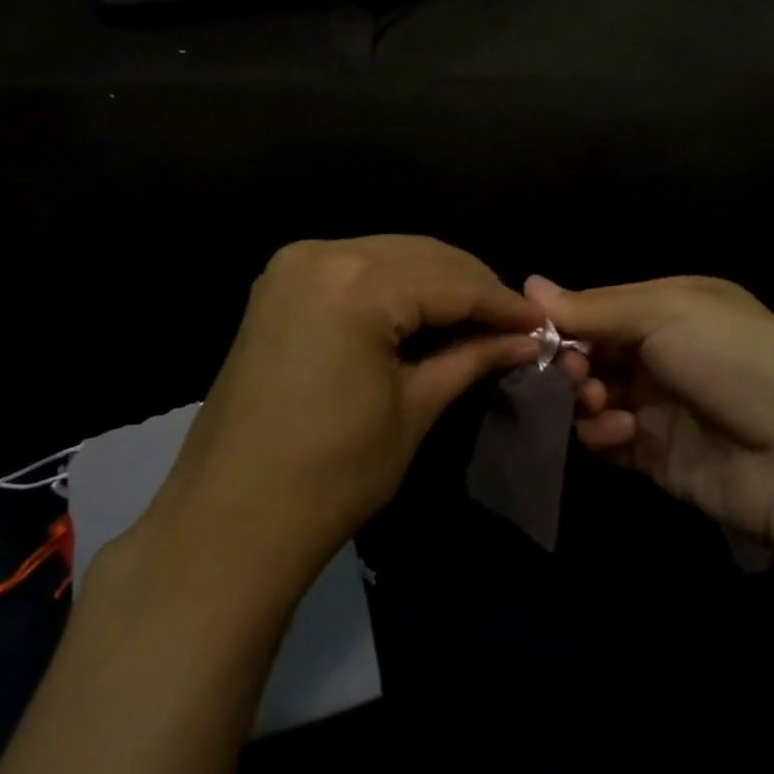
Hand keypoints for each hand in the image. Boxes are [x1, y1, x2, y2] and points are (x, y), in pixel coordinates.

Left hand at [159, 237, 542, 586]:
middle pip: (422, 254)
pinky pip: (356, 268)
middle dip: (473, 286)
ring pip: (390, 255)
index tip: (543, 322)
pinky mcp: (279, 284)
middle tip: (514, 322)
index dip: (502, 303)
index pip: (451, 281)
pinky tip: (423, 313)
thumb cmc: (331, 474)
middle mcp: (322, 254)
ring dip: (437, 282)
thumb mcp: (413, 410)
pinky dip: (396, 285)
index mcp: (356, 284)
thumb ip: (471, 358)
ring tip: (477, 319)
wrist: (230, 519)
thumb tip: (526, 338)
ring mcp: (293, 265)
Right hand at [527, 274, 773, 552]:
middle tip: (570, 373)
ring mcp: (659, 405)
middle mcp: (662, 352)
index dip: (564, 319)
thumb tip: (528, 284)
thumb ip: (593, 307)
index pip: (598, 307)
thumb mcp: (665, 313)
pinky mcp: (655, 454)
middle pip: (591, 352)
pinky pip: (606, 440)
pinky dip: (602, 435)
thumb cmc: (733, 357)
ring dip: (584, 397)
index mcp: (670, 307)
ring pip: (591, 396)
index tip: (532, 332)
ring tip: (595, 401)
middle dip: (572, 361)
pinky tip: (621, 432)